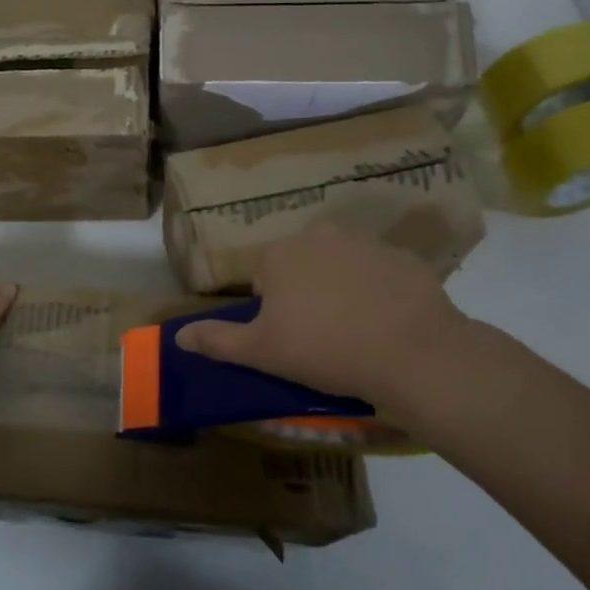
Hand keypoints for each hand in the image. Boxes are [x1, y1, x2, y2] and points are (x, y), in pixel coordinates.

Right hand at [175, 225, 476, 423]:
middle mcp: (320, 235)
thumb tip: (177, 336)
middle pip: (302, 266)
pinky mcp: (405, 258)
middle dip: (307, 295)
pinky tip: (388, 325)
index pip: (265, 279)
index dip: (274, 312)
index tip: (291, 340)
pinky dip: (380, 293)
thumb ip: (217, 340)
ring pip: (341, 267)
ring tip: (357, 333)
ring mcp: (367, 243)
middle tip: (321, 338)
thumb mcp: (261, 352)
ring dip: (342, 290)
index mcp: (280, 254)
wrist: (412, 354)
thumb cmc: (323, 349)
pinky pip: (381, 274)